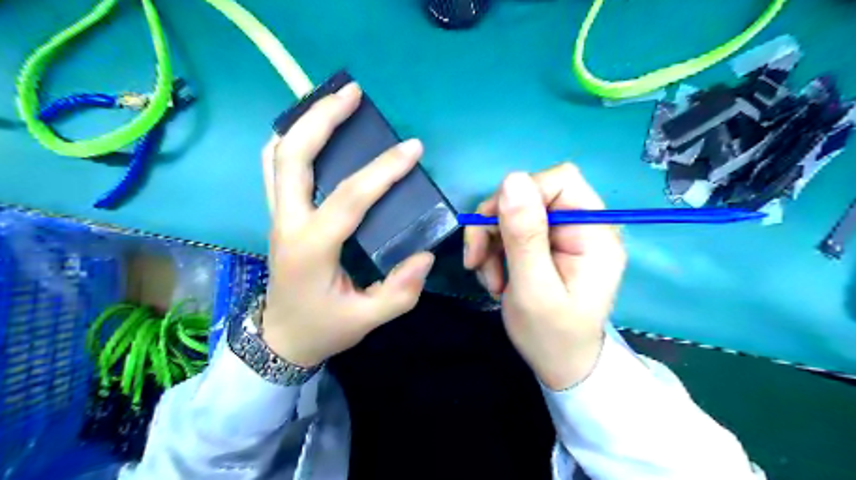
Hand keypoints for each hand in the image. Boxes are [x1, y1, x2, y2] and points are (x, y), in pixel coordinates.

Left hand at [261, 83, 435, 367]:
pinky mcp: (279, 215)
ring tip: (332, 102)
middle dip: (321, 118)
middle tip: (353, 94)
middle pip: (293, 156)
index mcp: (311, 248)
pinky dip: (289, 141)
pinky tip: (311, 133)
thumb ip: (400, 291)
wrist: (280, 339)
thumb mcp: (367, 319)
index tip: (413, 148)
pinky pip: (275, 168)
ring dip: (302, 123)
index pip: (349, 198)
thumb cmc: (324, 328)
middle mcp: (287, 223)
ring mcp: (277, 216)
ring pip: (277, 156)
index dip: (382, 170)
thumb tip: (425, 255)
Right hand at [466, 166, 627, 389]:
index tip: (495, 228)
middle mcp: (582, 225)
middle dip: (497, 224)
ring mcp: (563, 234)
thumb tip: (512, 178)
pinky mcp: (546, 244)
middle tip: (479, 260)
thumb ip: (524, 236)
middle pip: (530, 194)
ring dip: (490, 241)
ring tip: (489, 278)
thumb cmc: (551, 335)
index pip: (560, 180)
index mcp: (594, 232)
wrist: (559, 365)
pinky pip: (510, 229)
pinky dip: (493, 250)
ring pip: (513, 211)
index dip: (521, 195)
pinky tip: (494, 277)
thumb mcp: (533, 288)